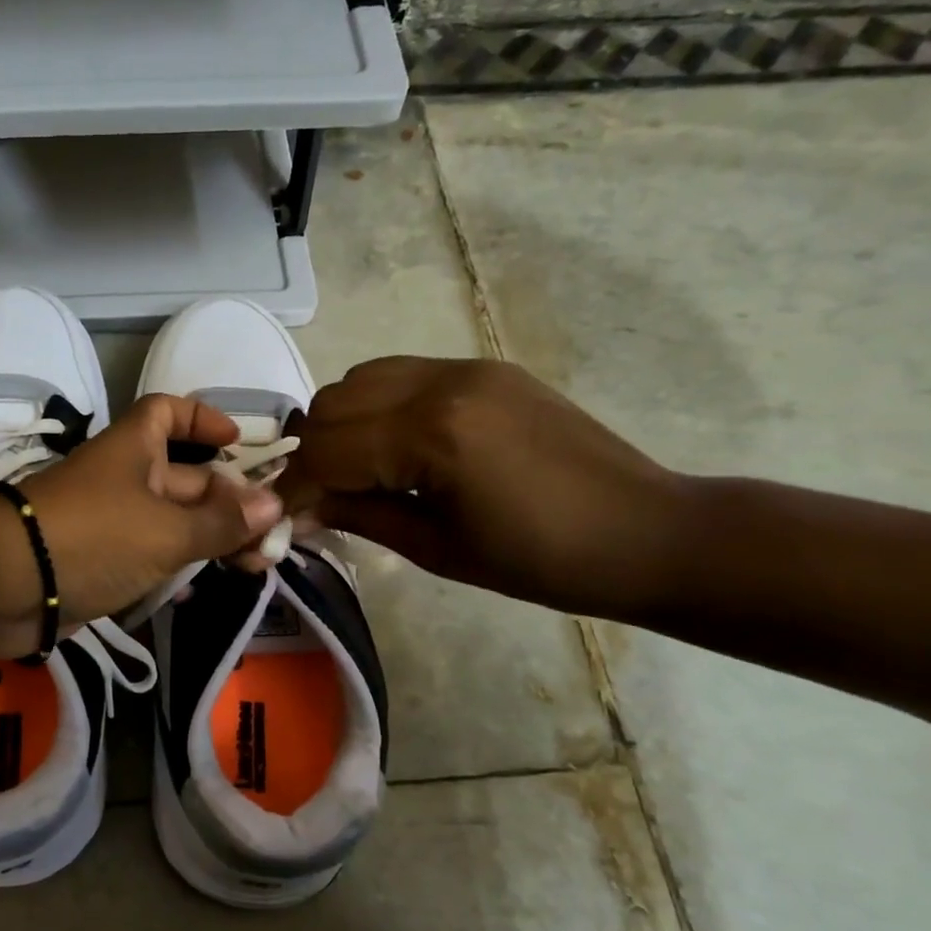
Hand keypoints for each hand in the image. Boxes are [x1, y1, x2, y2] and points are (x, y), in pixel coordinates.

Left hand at [15, 394, 283, 629]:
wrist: (7, 585)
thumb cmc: (93, 537)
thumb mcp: (167, 530)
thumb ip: (221, 522)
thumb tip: (274, 504)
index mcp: (134, 450)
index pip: (168, 412)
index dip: (203, 419)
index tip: (238, 444)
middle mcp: (122, 479)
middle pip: (184, 478)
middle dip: (228, 502)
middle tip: (268, 538)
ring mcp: (108, 522)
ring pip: (169, 522)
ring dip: (207, 539)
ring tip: (251, 566)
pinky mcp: (97, 562)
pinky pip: (145, 557)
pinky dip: (173, 568)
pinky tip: (198, 590)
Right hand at [278, 357, 688, 618]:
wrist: (647, 532)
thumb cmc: (542, 561)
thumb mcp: (437, 549)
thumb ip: (359, 517)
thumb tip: (300, 510)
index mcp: (432, 435)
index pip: (327, 450)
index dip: (296, 487)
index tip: (283, 519)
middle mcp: (440, 384)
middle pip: (332, 405)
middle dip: (313, 454)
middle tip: (321, 498)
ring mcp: (464, 368)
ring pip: (360, 379)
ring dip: (341, 424)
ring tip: (356, 470)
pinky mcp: (483, 368)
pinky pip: (400, 374)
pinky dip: (376, 406)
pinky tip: (394, 446)